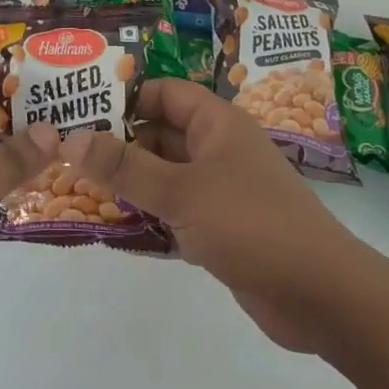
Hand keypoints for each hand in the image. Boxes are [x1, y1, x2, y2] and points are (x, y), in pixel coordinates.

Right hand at [75, 78, 355, 351]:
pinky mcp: (221, 227)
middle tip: (69, 153)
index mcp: (217, 124)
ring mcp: (221, 189)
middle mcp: (219, 149)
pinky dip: (149, 214)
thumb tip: (70, 138)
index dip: (125, 97)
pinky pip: (176, 209)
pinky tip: (114, 225)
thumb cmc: (250, 224)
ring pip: (165, 174)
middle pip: (160, 133)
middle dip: (119, 143)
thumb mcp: (181, 191)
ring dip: (130, 181)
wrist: (320, 295)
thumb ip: (124, 166)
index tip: (79, 110)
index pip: (164, 92)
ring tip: (78, 187)